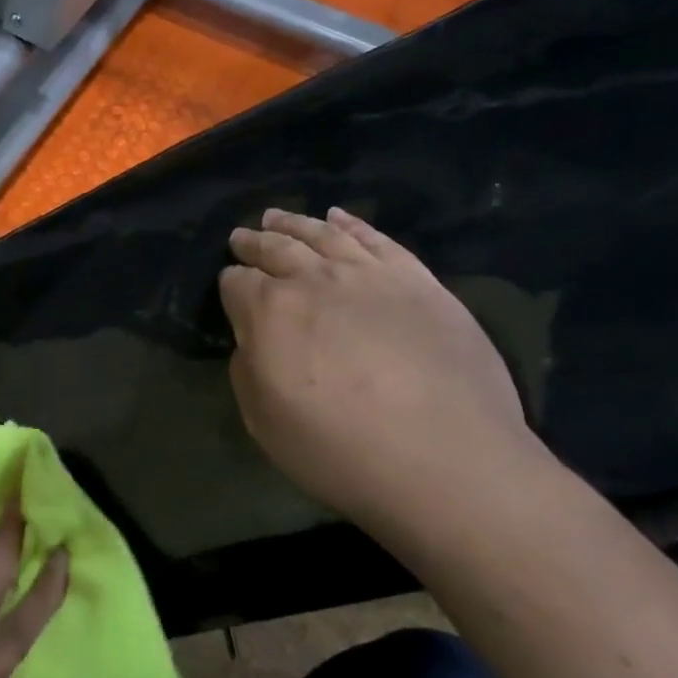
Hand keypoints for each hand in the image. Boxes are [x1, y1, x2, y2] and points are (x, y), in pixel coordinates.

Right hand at [221, 207, 538, 530]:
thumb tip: (254, 339)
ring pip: (322, 234)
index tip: (231, 288)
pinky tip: (339, 216)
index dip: (230, 284)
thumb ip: (248, 370)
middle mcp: (314, 279)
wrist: (447, 460)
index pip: (236, 282)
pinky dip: (353, 224)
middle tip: (242, 237)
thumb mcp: (264, 422)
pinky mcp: (416, 280)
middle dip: (254, 243)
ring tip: (276, 217)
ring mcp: (369, 274)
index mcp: (269, 311)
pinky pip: (376, 239)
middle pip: (275, 248)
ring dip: (294, 223)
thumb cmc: (340, 450)